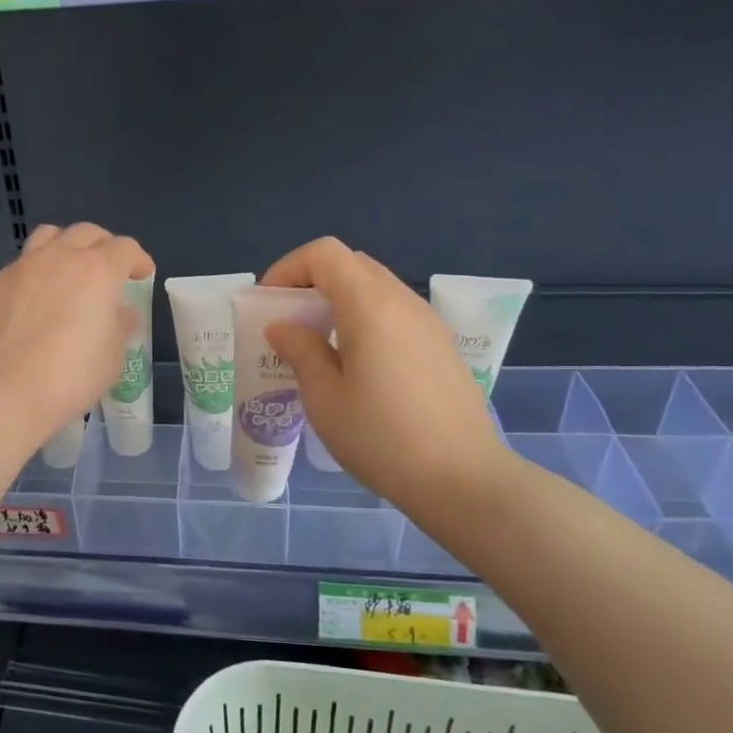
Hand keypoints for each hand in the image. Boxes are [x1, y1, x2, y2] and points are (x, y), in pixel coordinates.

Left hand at [0, 223, 153, 444]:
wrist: (0, 391)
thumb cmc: (68, 376)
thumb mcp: (110, 357)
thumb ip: (119, 326)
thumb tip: (121, 313)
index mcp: (96, 271)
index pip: (125, 248)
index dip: (138, 260)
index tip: (142, 275)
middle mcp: (59, 258)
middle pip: (87, 232)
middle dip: (104, 246)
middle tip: (109, 270)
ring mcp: (23, 267)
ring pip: (49, 235)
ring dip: (67, 245)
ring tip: (70, 270)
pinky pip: (23, 263)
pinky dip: (38, 270)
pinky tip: (38, 298)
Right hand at [261, 238, 510, 528]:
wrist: (463, 479)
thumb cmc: (382, 438)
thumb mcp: (325, 398)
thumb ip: (300, 351)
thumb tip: (283, 326)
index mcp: (369, 305)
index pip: (324, 253)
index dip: (288, 269)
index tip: (270, 305)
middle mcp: (402, 301)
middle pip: (351, 264)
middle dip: (312, 281)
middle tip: (290, 321)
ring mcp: (427, 322)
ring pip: (375, 287)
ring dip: (339, 300)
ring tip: (318, 345)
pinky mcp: (441, 346)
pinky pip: (394, 312)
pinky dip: (365, 318)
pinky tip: (356, 364)